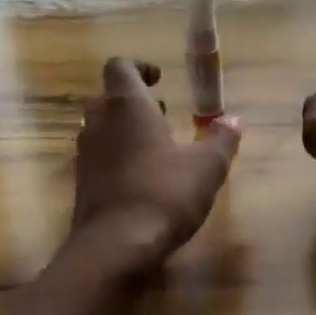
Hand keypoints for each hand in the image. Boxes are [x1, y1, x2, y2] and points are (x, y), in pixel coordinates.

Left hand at [71, 57, 240, 272]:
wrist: (115, 247)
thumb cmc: (164, 194)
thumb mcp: (207, 166)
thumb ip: (221, 139)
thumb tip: (234, 119)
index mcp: (126, 106)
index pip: (120, 66)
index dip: (140, 67)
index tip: (160, 79)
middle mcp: (99, 122)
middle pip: (108, 97)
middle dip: (134, 101)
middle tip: (163, 113)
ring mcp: (85, 155)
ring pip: (101, 128)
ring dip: (125, 130)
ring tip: (158, 147)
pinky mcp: (82, 184)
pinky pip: (99, 157)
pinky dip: (118, 157)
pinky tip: (144, 179)